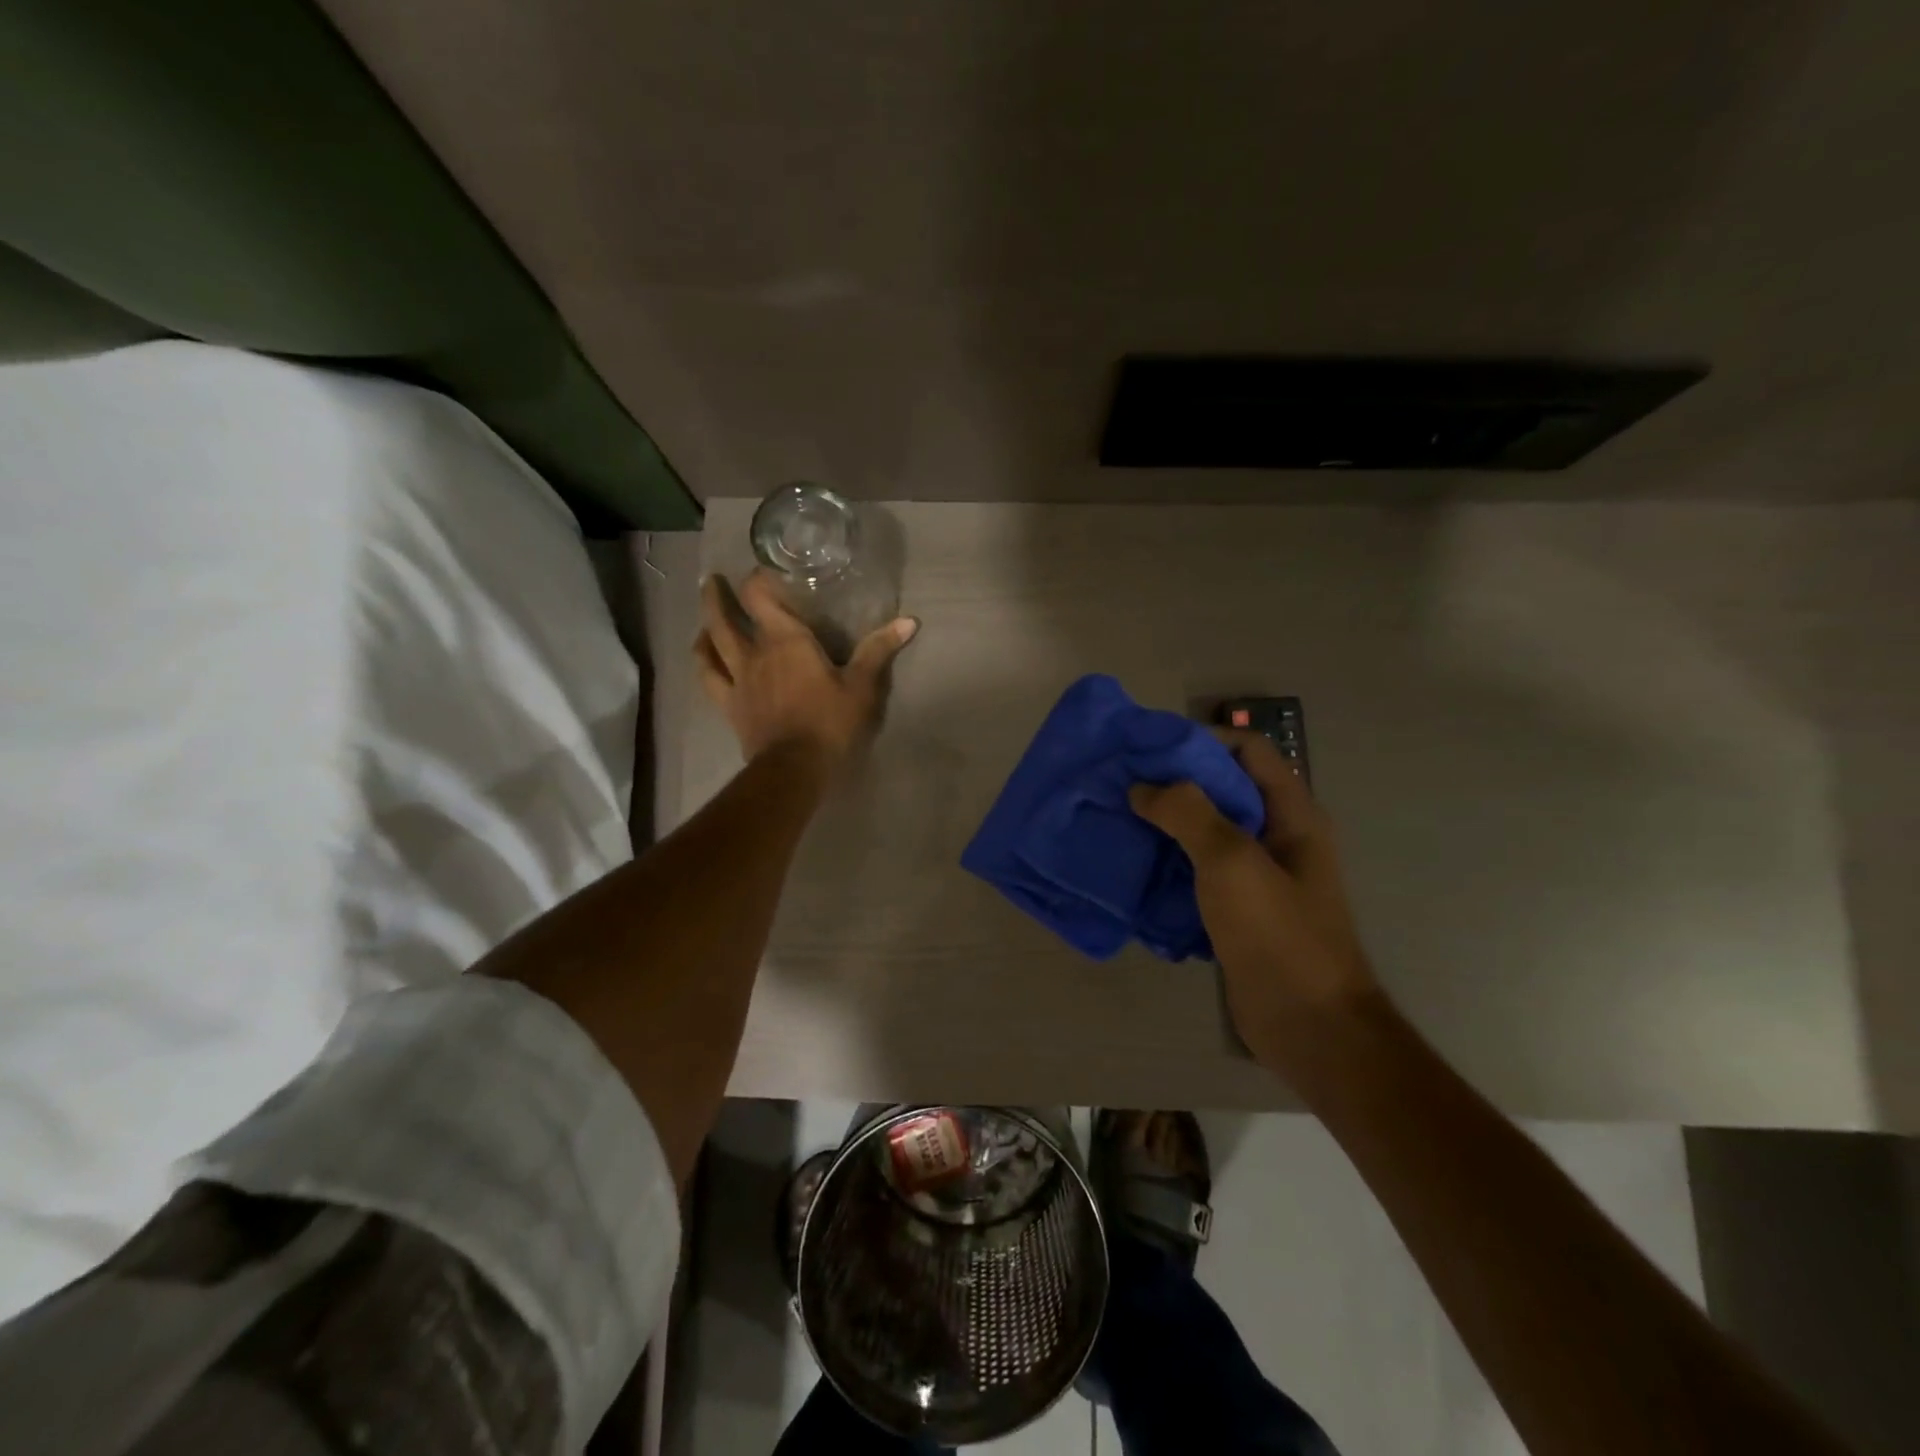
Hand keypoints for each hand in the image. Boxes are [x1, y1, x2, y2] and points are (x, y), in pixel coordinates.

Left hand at [694, 571, 918, 767]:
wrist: (795, 767)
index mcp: (785, 640)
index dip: (757, 579)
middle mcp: (754, 652)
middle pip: (724, 617)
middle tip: (712, 581)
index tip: (761, 571)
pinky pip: (709, 678)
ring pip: (710, 645)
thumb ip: (878, 650)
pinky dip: (704, 663)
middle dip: (718, 596)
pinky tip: (704, 657)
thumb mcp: (861, 686)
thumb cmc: (830, 722)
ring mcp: (737, 679)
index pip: (760, 596)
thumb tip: (909, 621)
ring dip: (706, 625)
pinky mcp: (729, 705)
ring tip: (706, 618)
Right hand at [1129, 731, 1379, 1069]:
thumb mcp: (1232, 861)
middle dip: (1173, 783)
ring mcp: (1257, 877)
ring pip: (1206, 833)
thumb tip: (1143, 787)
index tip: (1149, 750)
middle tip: (1121, 784)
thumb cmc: (1278, 935)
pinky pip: (1197, 873)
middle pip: (1222, 789)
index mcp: (1291, 814)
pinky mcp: (1237, 912)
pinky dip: (1167, 864)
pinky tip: (1133, 867)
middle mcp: (1276, 837)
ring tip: (1117, 820)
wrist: (1311, 1028)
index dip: (1202, 740)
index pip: (1248, 750)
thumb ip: (1188, 813)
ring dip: (1165, 825)